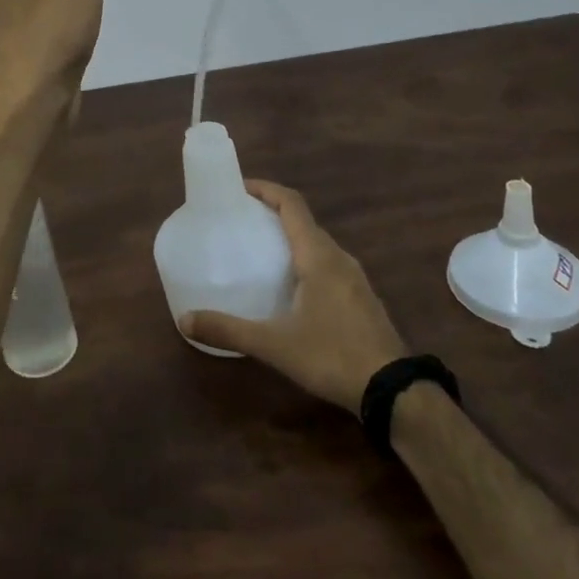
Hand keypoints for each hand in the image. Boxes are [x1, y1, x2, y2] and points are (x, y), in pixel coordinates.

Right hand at [180, 180, 406, 414]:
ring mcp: (354, 278)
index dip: (266, 189)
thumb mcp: (274, 344)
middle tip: (241, 220)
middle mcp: (338, 258)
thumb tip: (184, 320)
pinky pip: (328, 264)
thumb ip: (229, 330)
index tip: (238, 188)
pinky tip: (290, 286)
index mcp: (318, 256)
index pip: (291, 204)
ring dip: (290, 237)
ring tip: (260, 250)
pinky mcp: (361, 298)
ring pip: (318, 244)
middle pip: (303, 221)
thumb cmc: (332, 355)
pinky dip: (304, 259)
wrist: (394, 391)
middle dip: (272, 212)